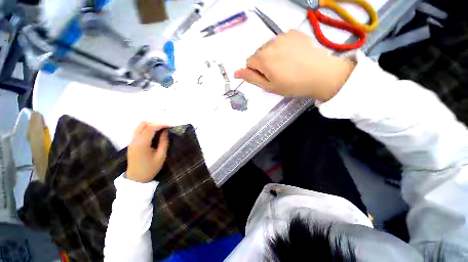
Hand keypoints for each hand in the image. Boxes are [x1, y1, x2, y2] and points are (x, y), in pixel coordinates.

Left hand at [126, 122, 169, 182]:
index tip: (171, 126)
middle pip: (143, 123)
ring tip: (161, 129)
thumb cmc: (150, 169)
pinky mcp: (132, 143)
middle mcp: (134, 140)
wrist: (136, 179)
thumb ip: (163, 142)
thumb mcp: (161, 156)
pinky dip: (147, 128)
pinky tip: (155, 133)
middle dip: (155, 122)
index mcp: (142, 144)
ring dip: (151, 124)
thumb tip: (166, 131)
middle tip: (165, 126)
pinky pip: (138, 130)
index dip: (162, 124)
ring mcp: (131, 141)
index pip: (151, 128)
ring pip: (139, 126)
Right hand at [234, 30, 355, 101]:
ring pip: (268, 46)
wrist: (321, 75)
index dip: (255, 71)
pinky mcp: (294, 33)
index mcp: (263, 59)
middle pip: (258, 53)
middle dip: (262, 63)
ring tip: (285, 64)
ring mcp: (283, 36)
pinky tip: (292, 55)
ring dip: (272, 55)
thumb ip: (251, 78)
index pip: (249, 62)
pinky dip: (282, 47)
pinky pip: (280, 40)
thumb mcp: (269, 86)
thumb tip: (236, 73)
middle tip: (276, 72)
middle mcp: (270, 44)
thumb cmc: (292, 85)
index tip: (266, 77)